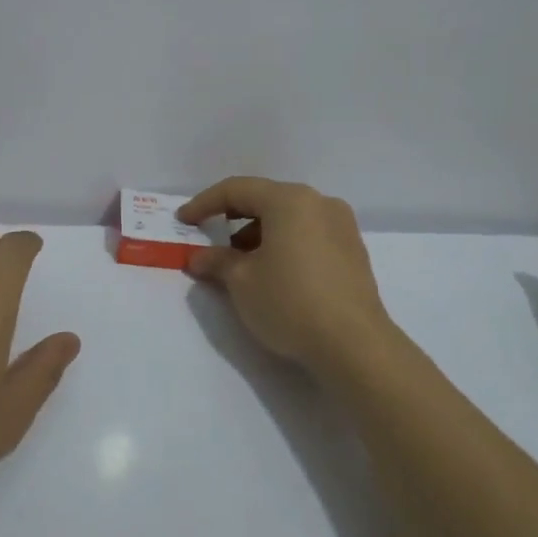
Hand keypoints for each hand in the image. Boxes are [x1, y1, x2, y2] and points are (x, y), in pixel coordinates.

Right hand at [180, 178, 395, 375]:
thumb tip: (199, 257)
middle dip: (233, 218)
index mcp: (290, 200)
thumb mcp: (242, 282)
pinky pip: (308, 235)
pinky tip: (272, 272)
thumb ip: (217, 261)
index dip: (204, 204)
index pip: (237, 190)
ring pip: (289, 218)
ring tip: (239, 263)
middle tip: (209, 239)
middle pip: (266, 200)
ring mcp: (342, 226)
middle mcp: (319, 203)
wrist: (354, 346)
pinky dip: (284, 244)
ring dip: (259, 233)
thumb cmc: (290, 303)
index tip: (183, 220)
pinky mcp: (353, 251)